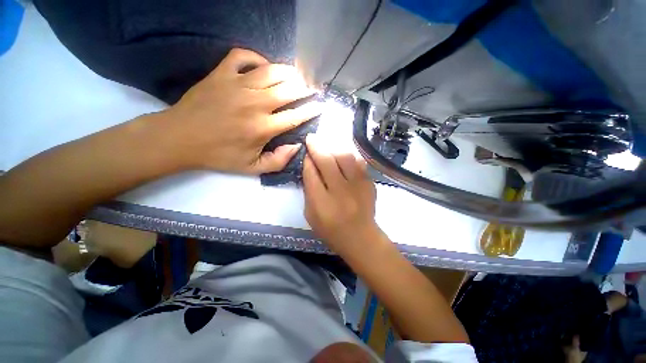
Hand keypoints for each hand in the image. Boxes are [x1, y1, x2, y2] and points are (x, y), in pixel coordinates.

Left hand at [159, 48, 320, 173]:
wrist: (180, 138)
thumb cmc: (219, 155)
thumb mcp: (252, 168)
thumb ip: (278, 161)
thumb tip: (296, 146)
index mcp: (263, 128)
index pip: (296, 116)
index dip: (312, 110)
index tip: (321, 105)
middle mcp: (255, 103)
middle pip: (289, 90)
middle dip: (306, 89)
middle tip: (313, 89)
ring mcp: (237, 85)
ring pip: (272, 70)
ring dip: (289, 72)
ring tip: (297, 75)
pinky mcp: (221, 73)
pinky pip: (242, 56)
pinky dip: (256, 57)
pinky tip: (263, 65)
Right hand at [303, 135, 379, 255]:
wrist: (360, 237)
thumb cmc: (331, 229)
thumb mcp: (311, 214)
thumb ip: (308, 191)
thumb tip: (310, 167)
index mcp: (322, 204)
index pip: (311, 174)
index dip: (307, 160)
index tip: (306, 152)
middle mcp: (340, 192)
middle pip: (327, 162)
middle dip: (317, 147)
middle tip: (312, 138)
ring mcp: (357, 187)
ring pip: (345, 157)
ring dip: (333, 149)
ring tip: (328, 149)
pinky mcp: (369, 184)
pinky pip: (358, 163)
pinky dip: (349, 157)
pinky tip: (343, 158)